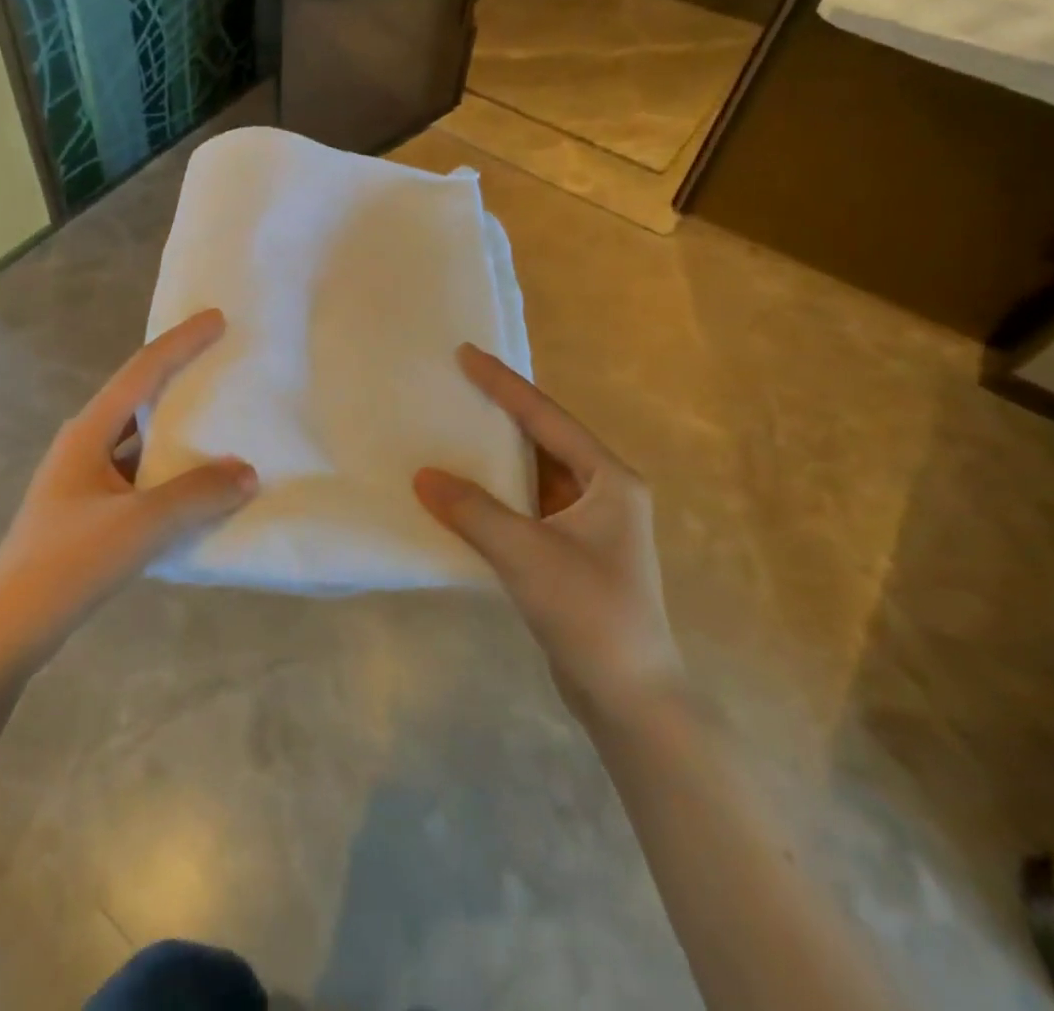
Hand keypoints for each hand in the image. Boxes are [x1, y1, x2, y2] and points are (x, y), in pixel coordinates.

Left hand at [0, 310, 256, 664]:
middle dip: (180, 377)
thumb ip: (197, 494)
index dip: (182, 342)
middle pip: (140, 398)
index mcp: (89, 431)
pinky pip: (141, 476)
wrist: (6, 629)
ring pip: (141, 441)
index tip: (217, 318)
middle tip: (223, 363)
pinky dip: (171, 473)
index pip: (143, 371)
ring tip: (222, 422)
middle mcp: (85, 444)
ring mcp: (85, 480)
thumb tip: (247, 471)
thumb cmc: (69, 563)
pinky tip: (199, 486)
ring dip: (178, 431)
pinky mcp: (90, 512)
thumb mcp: (140, 524)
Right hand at [415, 345, 682, 731]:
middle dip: (500, 414)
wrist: (630, 700)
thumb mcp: (527, 555)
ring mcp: (587, 525)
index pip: (548, 418)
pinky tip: (462, 491)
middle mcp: (603, 494)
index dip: (504, 384)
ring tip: (451, 430)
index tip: (467, 354)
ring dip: (494, 457)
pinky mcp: (569, 553)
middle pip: (543, 439)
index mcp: (610, 480)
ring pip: (532, 475)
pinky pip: (525, 506)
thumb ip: (472, 511)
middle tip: (455, 385)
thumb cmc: (591, 615)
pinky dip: (494, 494)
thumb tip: (423, 476)